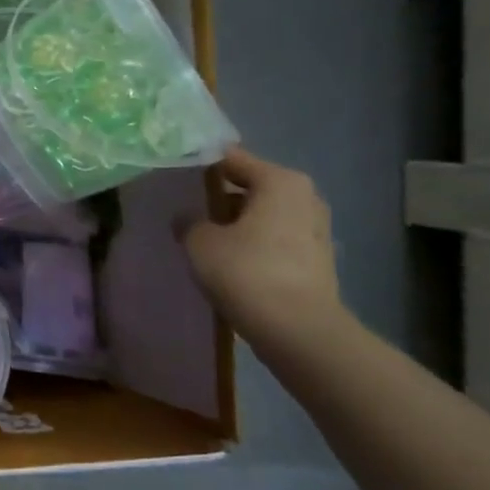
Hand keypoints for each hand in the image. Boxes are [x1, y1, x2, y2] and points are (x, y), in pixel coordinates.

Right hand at [183, 147, 345, 355]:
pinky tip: (227, 260)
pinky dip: (252, 244)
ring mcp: (314, 230)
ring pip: (263, 215)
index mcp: (280, 182)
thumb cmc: (246, 271)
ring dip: (236, 222)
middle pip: (251, 186)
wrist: (298, 330)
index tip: (174, 173)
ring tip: (202, 235)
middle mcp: (304, 198)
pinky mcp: (315, 261)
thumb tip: (188, 218)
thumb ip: (189, 222)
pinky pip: (273, 240)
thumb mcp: (200, 241)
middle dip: (220, 195)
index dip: (201, 164)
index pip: (232, 159)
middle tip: (185, 206)